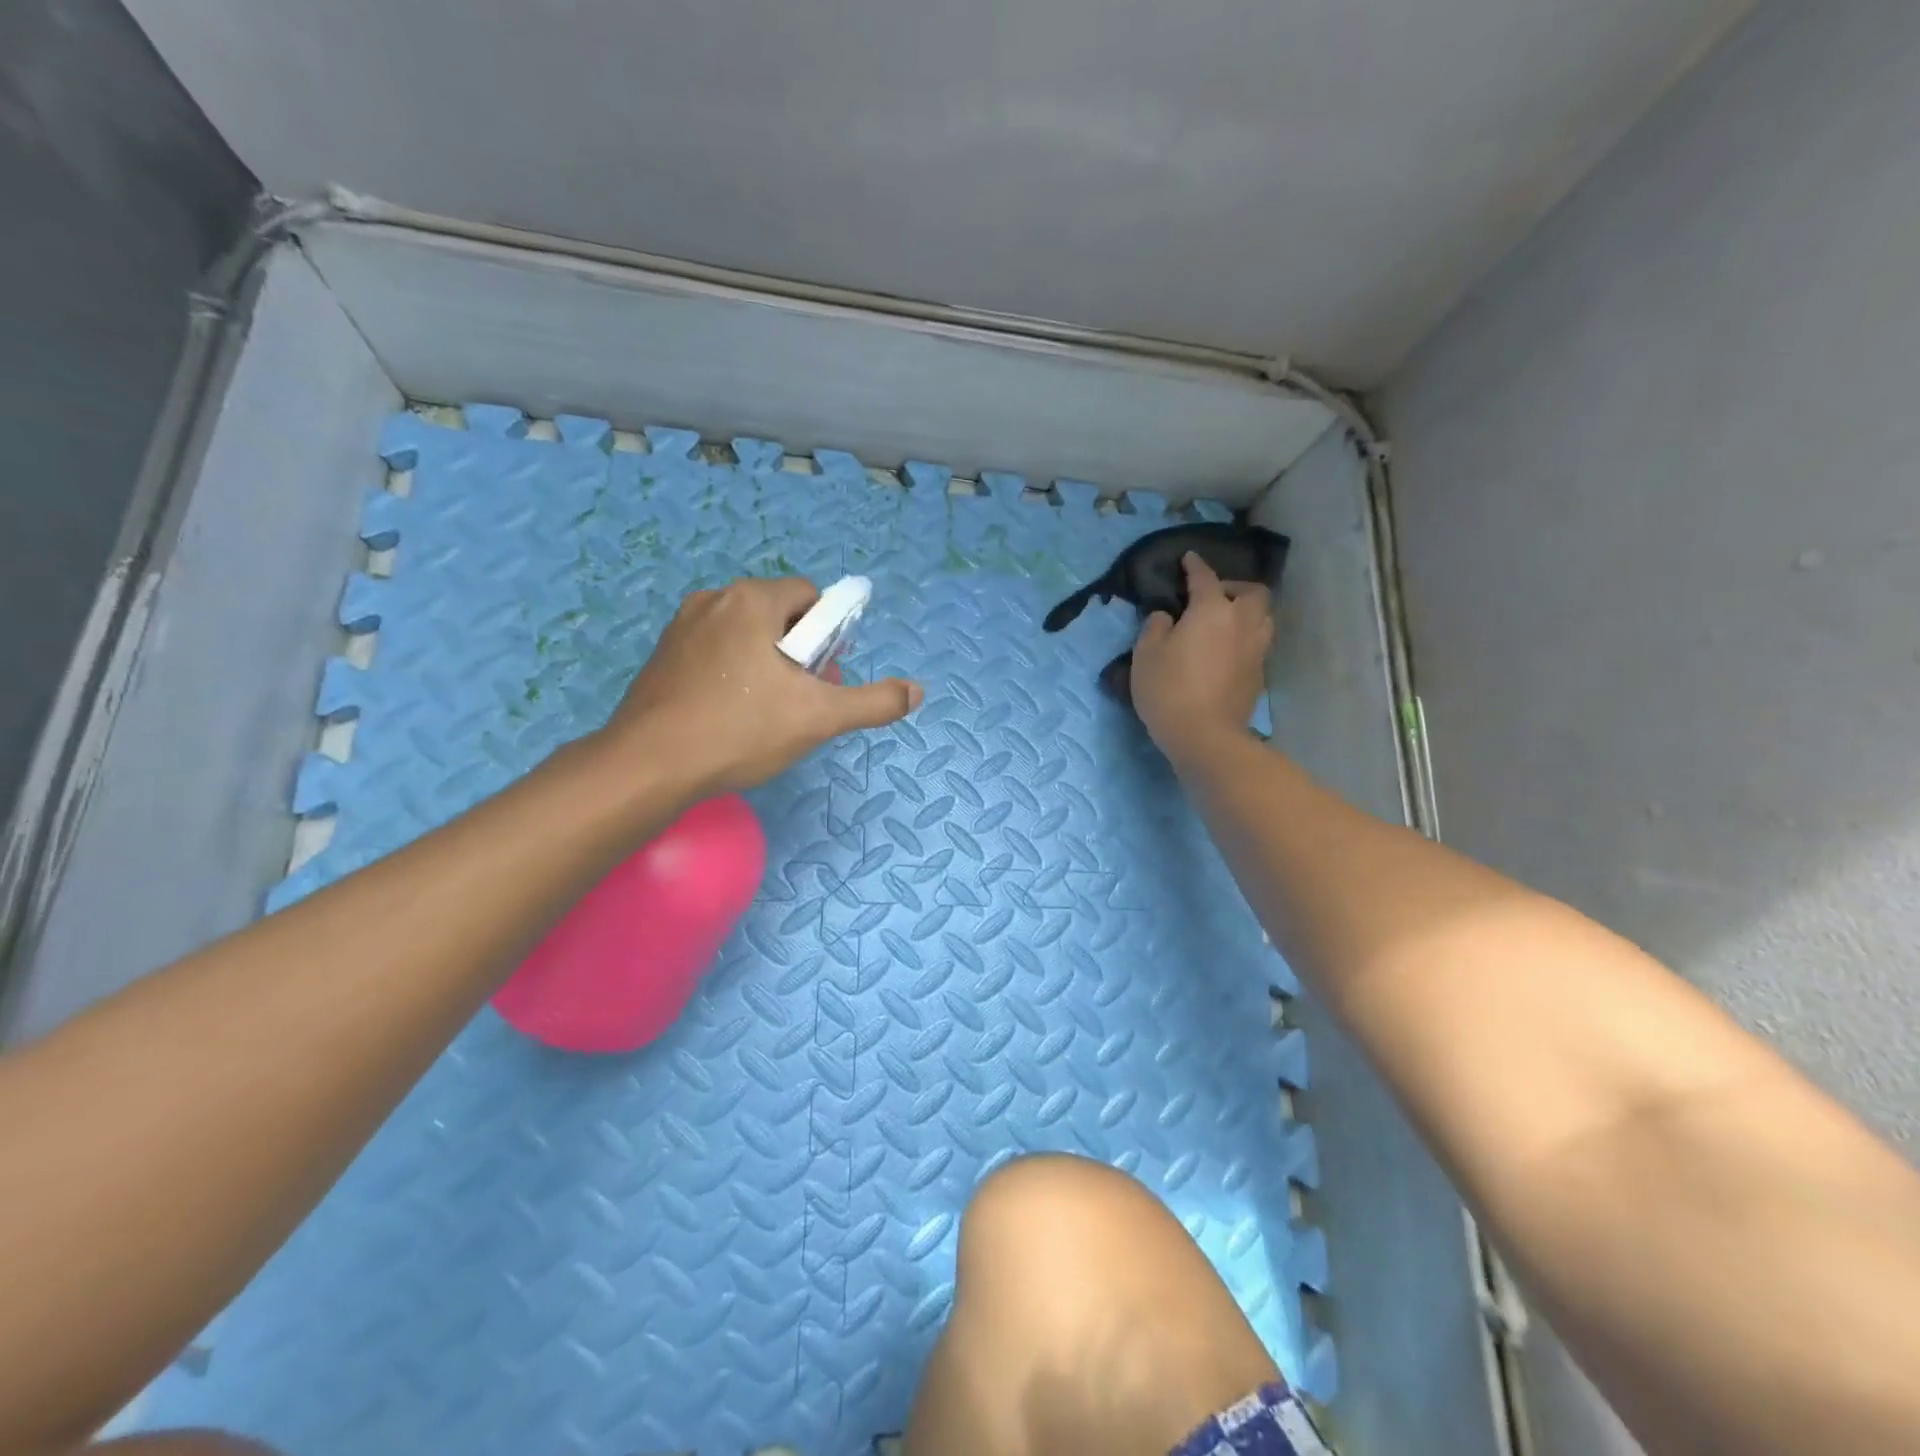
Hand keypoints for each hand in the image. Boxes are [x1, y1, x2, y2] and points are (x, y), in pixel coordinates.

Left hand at [599, 576, 922, 795]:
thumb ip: (873, 702)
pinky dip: (733, 672)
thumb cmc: (741, 730)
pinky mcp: (662, 656)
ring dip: (767, 662)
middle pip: (777, 614)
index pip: (809, 596)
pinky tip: (731, 715)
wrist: (649, 765)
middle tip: (802, 698)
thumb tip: (917, 691)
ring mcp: (681, 627)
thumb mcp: (820, 718)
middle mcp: (714, 600)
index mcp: (752, 601)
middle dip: (800, 650)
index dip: (829, 632)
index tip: (825, 673)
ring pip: (744, 634)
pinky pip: (714, 651)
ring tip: (767, 712)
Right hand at [1130, 552, 1273, 762]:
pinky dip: (1245, 637)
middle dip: (1235, 586)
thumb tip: (1167, 617)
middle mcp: (1241, 622)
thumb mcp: (1146, 655)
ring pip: (1263, 617)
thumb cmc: (1169, 690)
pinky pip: (1258, 642)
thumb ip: (1155, 628)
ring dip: (1248, 611)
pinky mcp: (1259, 674)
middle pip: (1253, 592)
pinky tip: (1227, 649)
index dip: (1195, 566)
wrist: (1205, 736)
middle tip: (1214, 595)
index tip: (1189, 559)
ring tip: (1226, 621)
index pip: (1206, 578)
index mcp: (1212, 610)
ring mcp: (1256, 649)